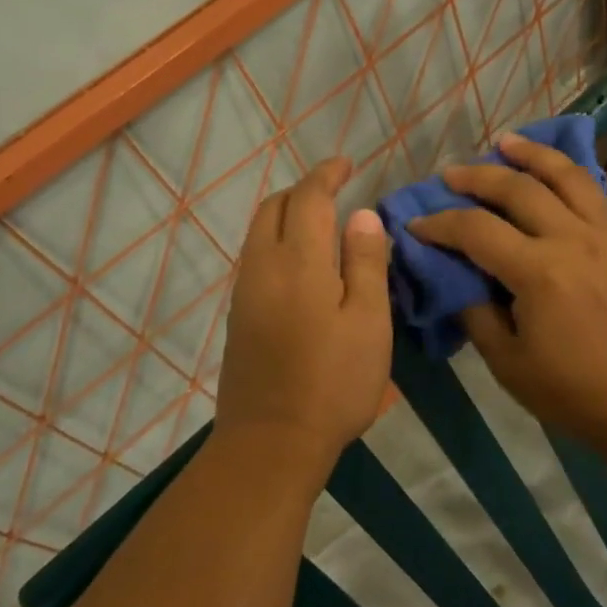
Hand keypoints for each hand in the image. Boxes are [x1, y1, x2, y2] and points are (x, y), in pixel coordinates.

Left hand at [214, 158, 392, 482]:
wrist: (271, 442)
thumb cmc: (333, 383)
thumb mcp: (368, 322)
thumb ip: (366, 263)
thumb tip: (362, 215)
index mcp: (299, 262)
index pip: (308, 198)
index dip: (327, 174)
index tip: (346, 164)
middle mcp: (262, 267)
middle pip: (274, 207)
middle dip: (303, 190)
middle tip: (336, 192)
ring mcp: (244, 292)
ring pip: (259, 232)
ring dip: (287, 215)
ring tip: (321, 224)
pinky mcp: (238, 316)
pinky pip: (255, 257)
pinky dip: (276, 241)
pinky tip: (302, 264)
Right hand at [411, 133, 606, 464]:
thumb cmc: (575, 393)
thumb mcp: (509, 364)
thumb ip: (477, 314)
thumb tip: (457, 280)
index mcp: (538, 272)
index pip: (476, 230)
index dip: (439, 224)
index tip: (416, 225)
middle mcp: (572, 239)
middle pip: (517, 189)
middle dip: (477, 177)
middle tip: (450, 175)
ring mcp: (605, 235)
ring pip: (565, 176)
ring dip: (531, 154)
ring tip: (505, 142)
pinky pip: (594, 193)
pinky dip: (569, 174)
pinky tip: (555, 172)